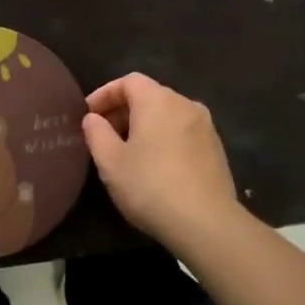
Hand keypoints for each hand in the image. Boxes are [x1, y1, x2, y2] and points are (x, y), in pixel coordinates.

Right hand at [82, 73, 242, 248]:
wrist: (206, 223)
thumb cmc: (150, 186)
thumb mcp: (110, 162)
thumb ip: (96, 133)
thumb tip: (93, 118)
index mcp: (158, 100)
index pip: (128, 81)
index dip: (105, 94)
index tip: (88, 114)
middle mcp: (185, 104)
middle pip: (149, 96)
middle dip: (123, 111)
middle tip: (104, 135)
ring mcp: (205, 126)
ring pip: (168, 115)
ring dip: (145, 126)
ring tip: (127, 152)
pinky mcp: (216, 149)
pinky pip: (183, 132)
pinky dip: (164, 138)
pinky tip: (155, 165)